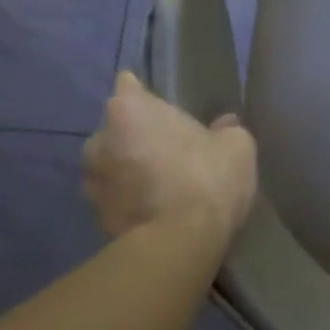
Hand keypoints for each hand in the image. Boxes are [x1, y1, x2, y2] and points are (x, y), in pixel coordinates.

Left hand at [83, 72, 257, 242]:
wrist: (180, 244)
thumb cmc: (207, 178)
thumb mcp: (237, 145)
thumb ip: (226, 130)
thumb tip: (223, 126)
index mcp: (129, 111)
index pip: (128, 86)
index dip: (143, 92)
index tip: (160, 104)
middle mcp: (99, 141)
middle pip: (118, 128)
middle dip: (137, 135)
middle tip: (169, 147)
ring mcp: (92, 182)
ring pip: (112, 164)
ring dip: (130, 168)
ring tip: (161, 181)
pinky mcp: (95, 217)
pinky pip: (117, 196)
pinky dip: (131, 198)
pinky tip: (157, 206)